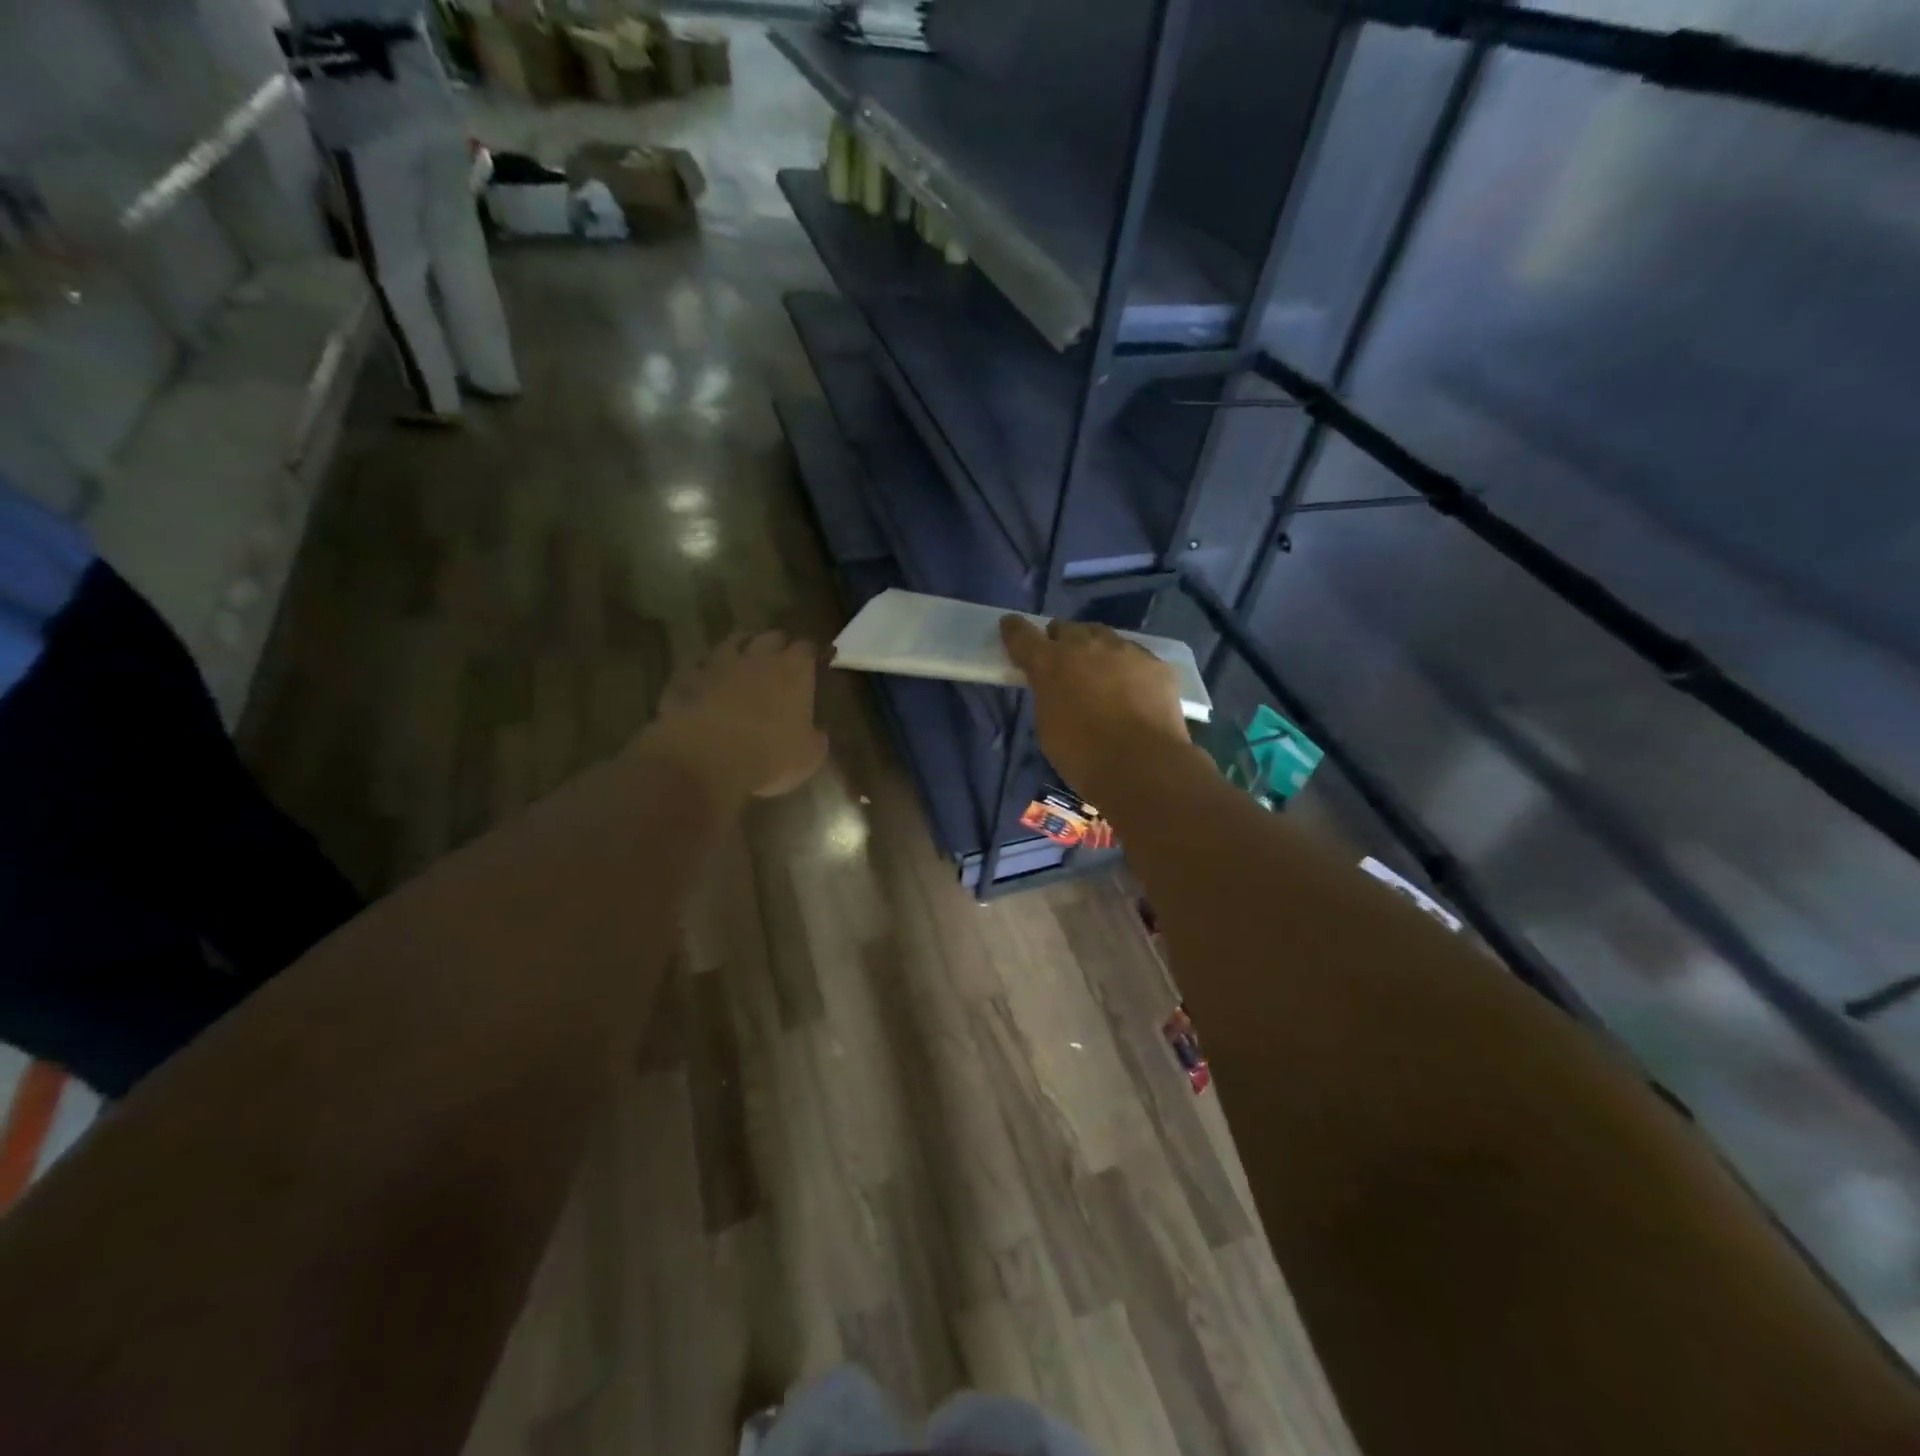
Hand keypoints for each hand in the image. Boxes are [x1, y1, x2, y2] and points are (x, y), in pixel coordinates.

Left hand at [637, 632, 828, 802]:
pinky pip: (700, 664)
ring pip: (733, 641)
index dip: (811, 655)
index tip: (813, 665)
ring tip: (743, 663)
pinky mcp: (688, 676)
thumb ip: (816, 737)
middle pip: (772, 636)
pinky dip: (706, 670)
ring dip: (742, 649)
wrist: (705, 758)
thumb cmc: (769, 757)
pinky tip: (707, 682)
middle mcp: (758, 657)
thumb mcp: (809, 756)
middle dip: (778, 646)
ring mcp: (719, 662)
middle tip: (780, 663)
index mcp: (794, 671)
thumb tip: (816, 731)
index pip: (808, 648)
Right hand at [1000, 616, 1191, 794]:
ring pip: (1103, 637)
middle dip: (1060, 640)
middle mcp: (1086, 646)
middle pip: (1067, 628)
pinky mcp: (1155, 663)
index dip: (1014, 630)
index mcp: (1050, 663)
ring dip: (1095, 649)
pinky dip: (1127, 667)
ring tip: (1100, 672)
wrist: (1142, 765)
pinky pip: (1135, 655)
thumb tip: (1055, 686)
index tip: (1010, 627)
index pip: (1023, 634)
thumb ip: (1047, 695)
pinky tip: (1132, 689)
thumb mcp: (1048, 725)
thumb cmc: (1082, 755)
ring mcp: (1125, 650)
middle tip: (1062, 661)